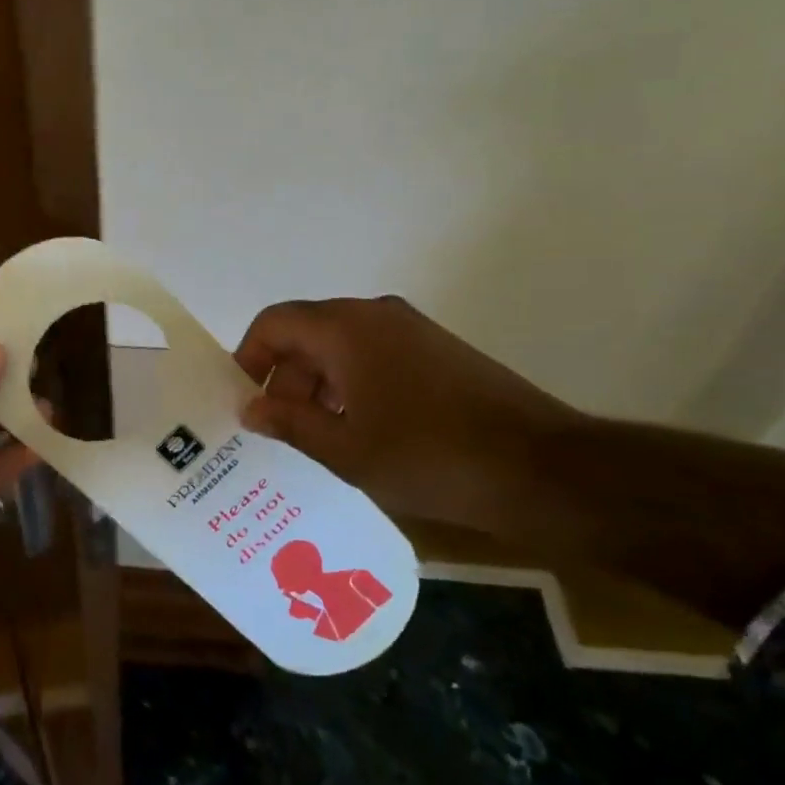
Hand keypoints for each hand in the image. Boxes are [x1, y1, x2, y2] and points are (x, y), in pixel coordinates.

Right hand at [233, 296, 578, 534]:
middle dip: (284, 379)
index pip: (274, 323)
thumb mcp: (345, 449)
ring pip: (341, 347)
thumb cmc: (427, 457)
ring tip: (316, 438)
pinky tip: (359, 432)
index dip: (249, 358)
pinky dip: (352, 385)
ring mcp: (411, 331)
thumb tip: (249, 409)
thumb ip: (288, 423)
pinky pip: (374, 356)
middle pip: (307, 334)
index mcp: (345, 329)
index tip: (243, 401)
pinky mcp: (438, 351)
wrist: (541, 469)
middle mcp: (375, 315)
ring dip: (317, 385)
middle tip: (278, 430)